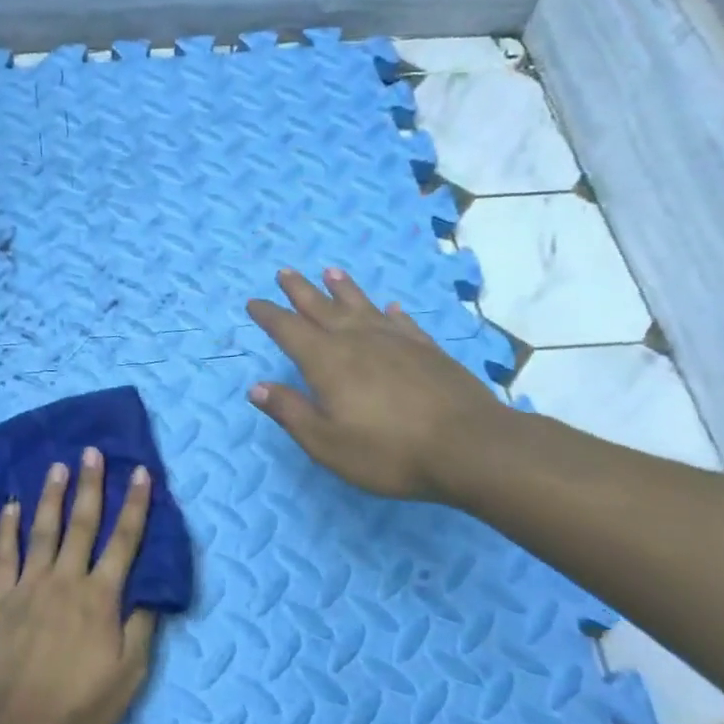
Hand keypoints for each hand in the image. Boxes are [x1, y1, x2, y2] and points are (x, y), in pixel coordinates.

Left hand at [0, 448, 157, 723]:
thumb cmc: (80, 706)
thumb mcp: (129, 674)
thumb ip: (141, 627)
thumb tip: (151, 590)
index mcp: (100, 597)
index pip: (124, 540)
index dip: (135, 505)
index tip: (140, 472)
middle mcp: (65, 580)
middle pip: (82, 524)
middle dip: (91, 485)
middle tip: (92, 452)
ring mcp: (28, 586)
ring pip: (43, 530)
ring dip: (51, 496)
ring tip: (56, 466)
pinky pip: (2, 555)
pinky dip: (6, 528)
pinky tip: (9, 505)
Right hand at [245, 266, 508, 500]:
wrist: (470, 447)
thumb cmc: (388, 451)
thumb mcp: (326, 442)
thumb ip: (290, 412)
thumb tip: (256, 387)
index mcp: (327, 362)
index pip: (289, 330)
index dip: (269, 315)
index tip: (254, 302)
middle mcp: (358, 341)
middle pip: (322, 308)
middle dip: (300, 291)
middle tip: (284, 272)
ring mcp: (396, 342)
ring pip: (362, 306)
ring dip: (343, 289)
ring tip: (331, 272)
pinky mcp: (428, 350)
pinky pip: (402, 323)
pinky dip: (391, 313)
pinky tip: (391, 307)